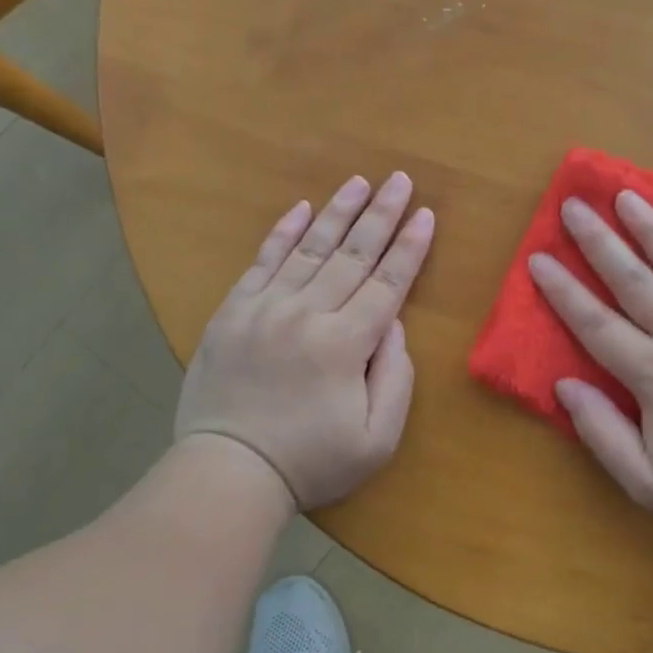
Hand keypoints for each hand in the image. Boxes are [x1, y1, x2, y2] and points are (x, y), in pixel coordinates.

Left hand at [174, 172, 434, 510]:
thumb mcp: (377, 439)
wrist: (227, 473)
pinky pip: (262, 261)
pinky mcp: (233, 312)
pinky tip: (300, 209)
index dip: (409, 247)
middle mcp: (307, 313)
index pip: (387, 283)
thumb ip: (395, 377)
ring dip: (337, 212)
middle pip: (353, 255)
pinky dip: (282, 233)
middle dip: (381, 215)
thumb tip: (392, 323)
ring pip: (310, 248)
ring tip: (359, 182)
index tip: (425, 214)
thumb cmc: (310, 461)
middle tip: (400, 179)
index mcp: (345, 343)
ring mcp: (265, 308)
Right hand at [528, 190, 652, 539]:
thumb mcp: (648, 484)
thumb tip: (565, 384)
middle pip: (632, 281)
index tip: (537, 259)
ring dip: (651, 228)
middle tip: (573, 205)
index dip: (562, 291)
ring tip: (626, 194)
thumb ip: (602, 433)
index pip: (595, 324)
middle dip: (597, 241)